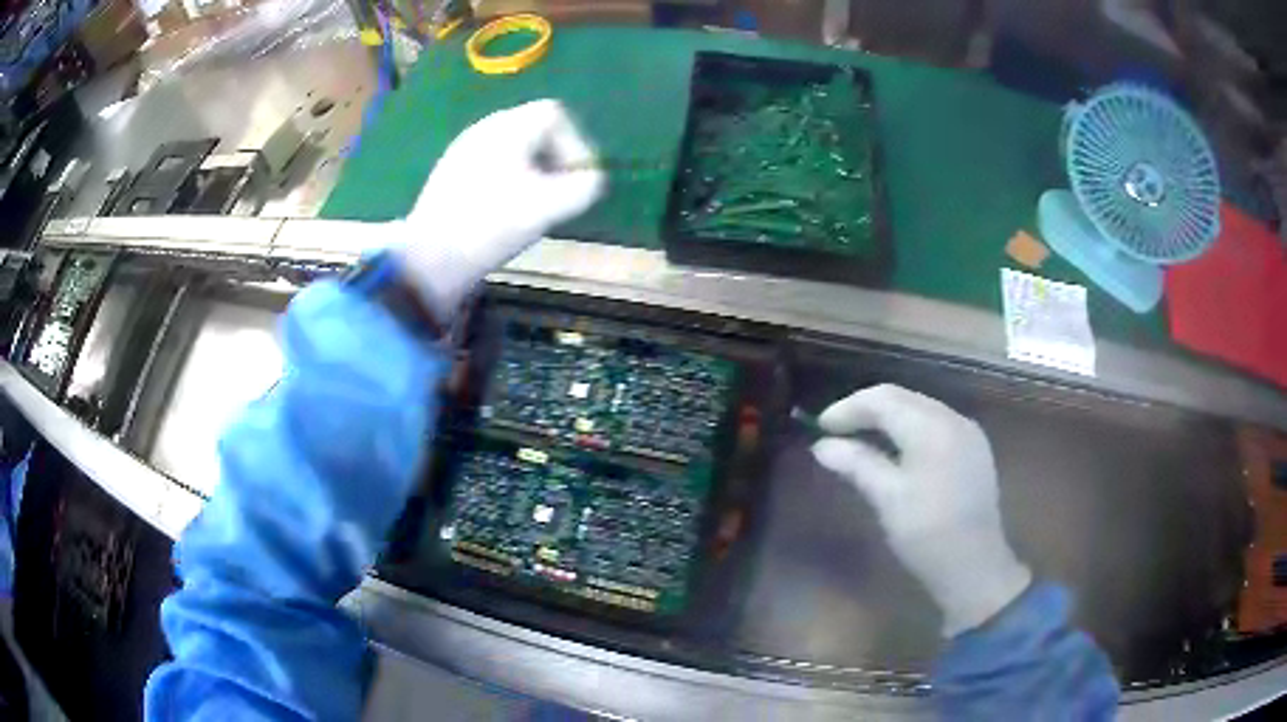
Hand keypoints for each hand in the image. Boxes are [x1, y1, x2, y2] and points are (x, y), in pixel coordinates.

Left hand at [397, 99, 604, 315]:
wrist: (431, 257)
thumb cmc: (493, 224)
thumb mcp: (550, 207)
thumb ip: (584, 187)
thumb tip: (591, 179)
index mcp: (508, 128)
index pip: (554, 115)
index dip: (575, 143)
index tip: (574, 178)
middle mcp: (483, 128)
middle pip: (532, 128)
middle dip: (554, 158)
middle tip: (557, 192)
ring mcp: (462, 149)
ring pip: (511, 148)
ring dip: (531, 171)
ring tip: (531, 205)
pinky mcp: (448, 173)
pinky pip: (490, 163)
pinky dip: (507, 180)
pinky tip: (500, 212)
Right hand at [811, 384, 1031, 637]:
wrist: (975, 566)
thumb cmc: (927, 534)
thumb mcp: (888, 499)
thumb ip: (856, 463)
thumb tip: (821, 445)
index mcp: (932, 427)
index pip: (883, 399)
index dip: (848, 408)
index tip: (819, 428)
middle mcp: (953, 418)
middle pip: (903, 398)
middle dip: (867, 410)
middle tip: (835, 432)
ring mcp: (968, 432)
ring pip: (920, 408)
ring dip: (888, 418)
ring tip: (860, 439)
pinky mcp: (974, 448)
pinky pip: (936, 424)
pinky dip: (910, 429)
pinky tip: (896, 450)